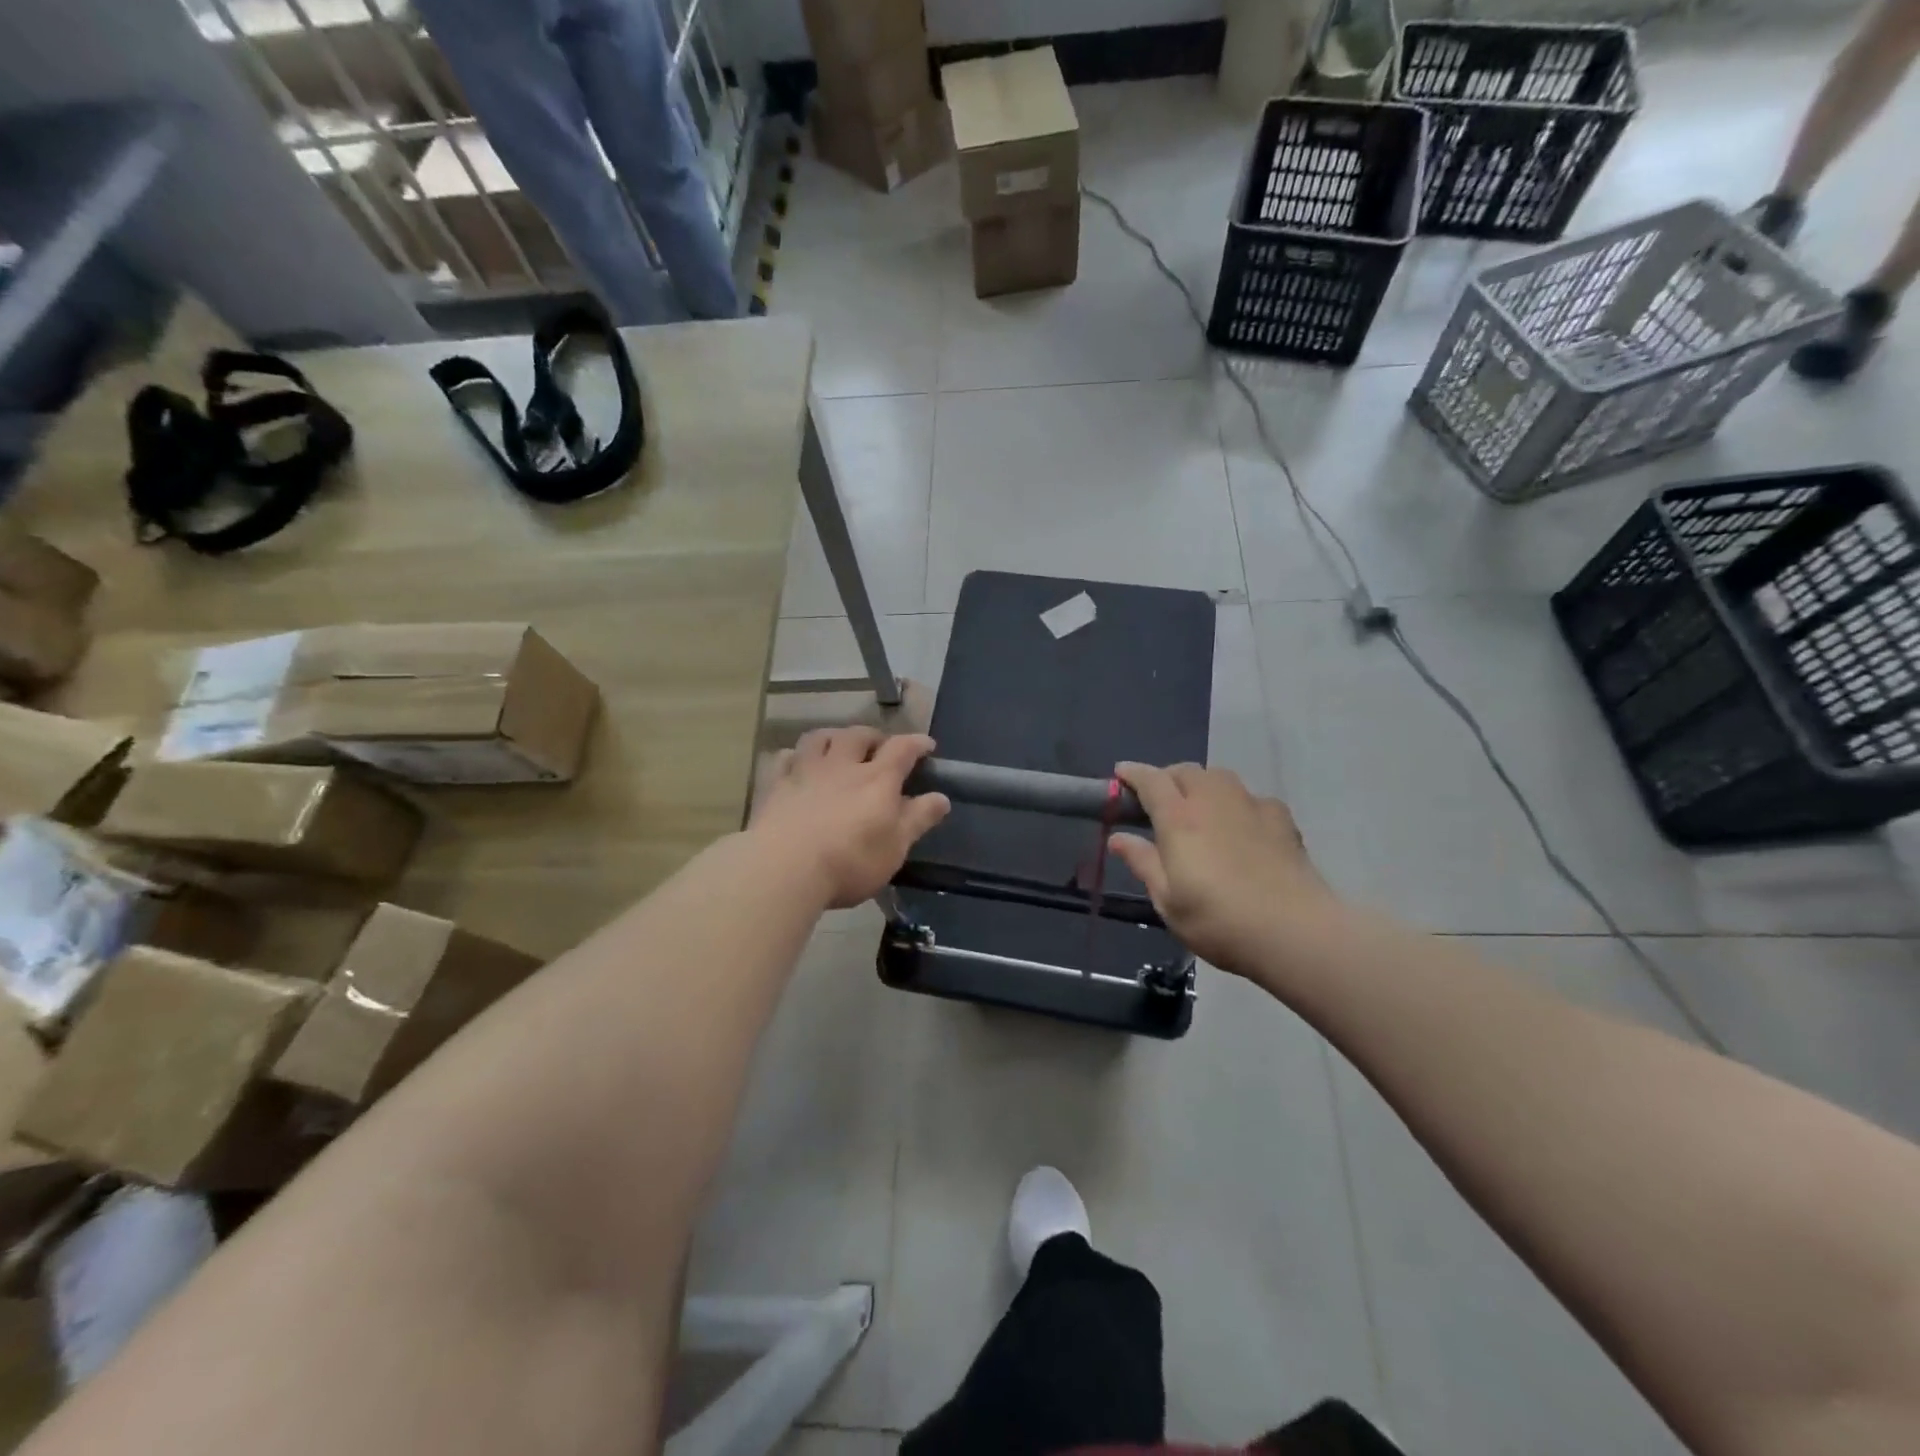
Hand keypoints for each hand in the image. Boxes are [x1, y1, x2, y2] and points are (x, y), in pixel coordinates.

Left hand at [751, 728, 950, 909]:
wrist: (785, 868)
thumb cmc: (850, 861)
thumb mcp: (896, 846)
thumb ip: (918, 819)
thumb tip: (941, 798)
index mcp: (877, 779)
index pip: (902, 748)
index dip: (917, 743)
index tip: (927, 745)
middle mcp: (842, 765)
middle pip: (859, 735)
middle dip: (874, 736)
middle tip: (880, 747)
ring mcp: (806, 772)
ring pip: (820, 737)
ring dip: (834, 737)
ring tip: (839, 747)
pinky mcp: (776, 785)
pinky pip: (785, 757)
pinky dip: (795, 756)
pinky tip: (797, 764)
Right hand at [1108, 763, 1338, 978]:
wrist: (1294, 931)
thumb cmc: (1218, 920)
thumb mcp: (1167, 900)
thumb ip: (1142, 862)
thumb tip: (1118, 838)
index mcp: (1179, 818)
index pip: (1151, 780)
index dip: (1133, 773)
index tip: (1120, 773)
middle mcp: (1213, 800)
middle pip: (1186, 771)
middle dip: (1167, 777)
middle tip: (1158, 800)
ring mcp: (1250, 805)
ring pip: (1219, 777)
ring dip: (1201, 784)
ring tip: (1198, 808)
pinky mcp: (1281, 818)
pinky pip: (1250, 798)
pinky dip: (1237, 803)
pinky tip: (1241, 825)